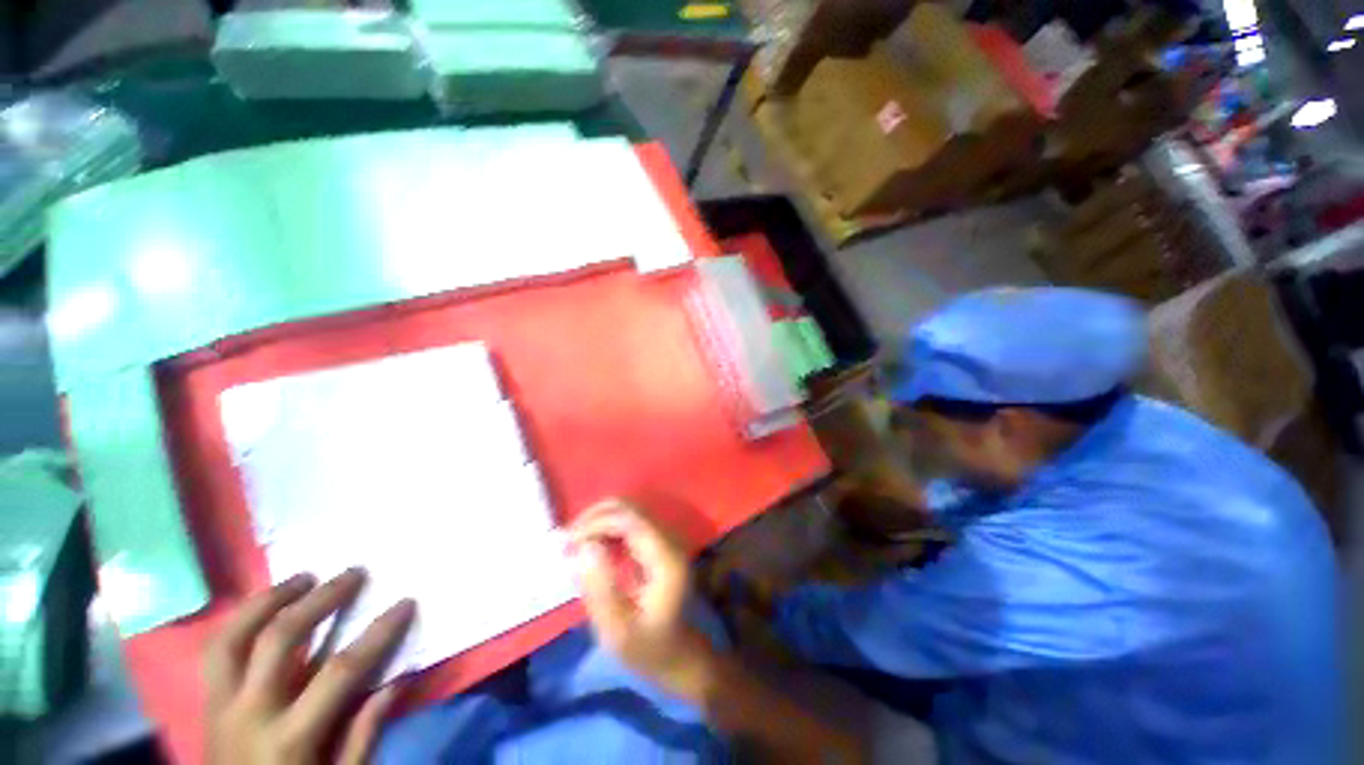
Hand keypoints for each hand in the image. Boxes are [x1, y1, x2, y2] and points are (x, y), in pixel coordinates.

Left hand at [203, 569, 415, 764]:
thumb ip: (366, 733)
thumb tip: (399, 677)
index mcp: (289, 738)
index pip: (340, 672)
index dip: (377, 634)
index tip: (405, 603)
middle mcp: (249, 713)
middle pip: (279, 640)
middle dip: (320, 600)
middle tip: (352, 573)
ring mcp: (220, 705)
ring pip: (232, 638)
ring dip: (267, 600)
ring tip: (301, 578)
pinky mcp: (206, 703)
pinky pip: (216, 651)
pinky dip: (240, 621)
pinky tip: (264, 606)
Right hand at [568, 500, 718, 702]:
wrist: (678, 655)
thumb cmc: (647, 650)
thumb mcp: (618, 632)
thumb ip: (600, 589)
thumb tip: (585, 547)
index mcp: (665, 558)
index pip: (630, 520)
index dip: (597, 523)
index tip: (569, 544)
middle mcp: (669, 540)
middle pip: (629, 509)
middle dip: (595, 518)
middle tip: (567, 543)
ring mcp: (666, 538)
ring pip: (628, 511)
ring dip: (599, 521)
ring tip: (574, 544)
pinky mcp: (659, 542)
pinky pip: (630, 522)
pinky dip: (607, 527)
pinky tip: (591, 546)